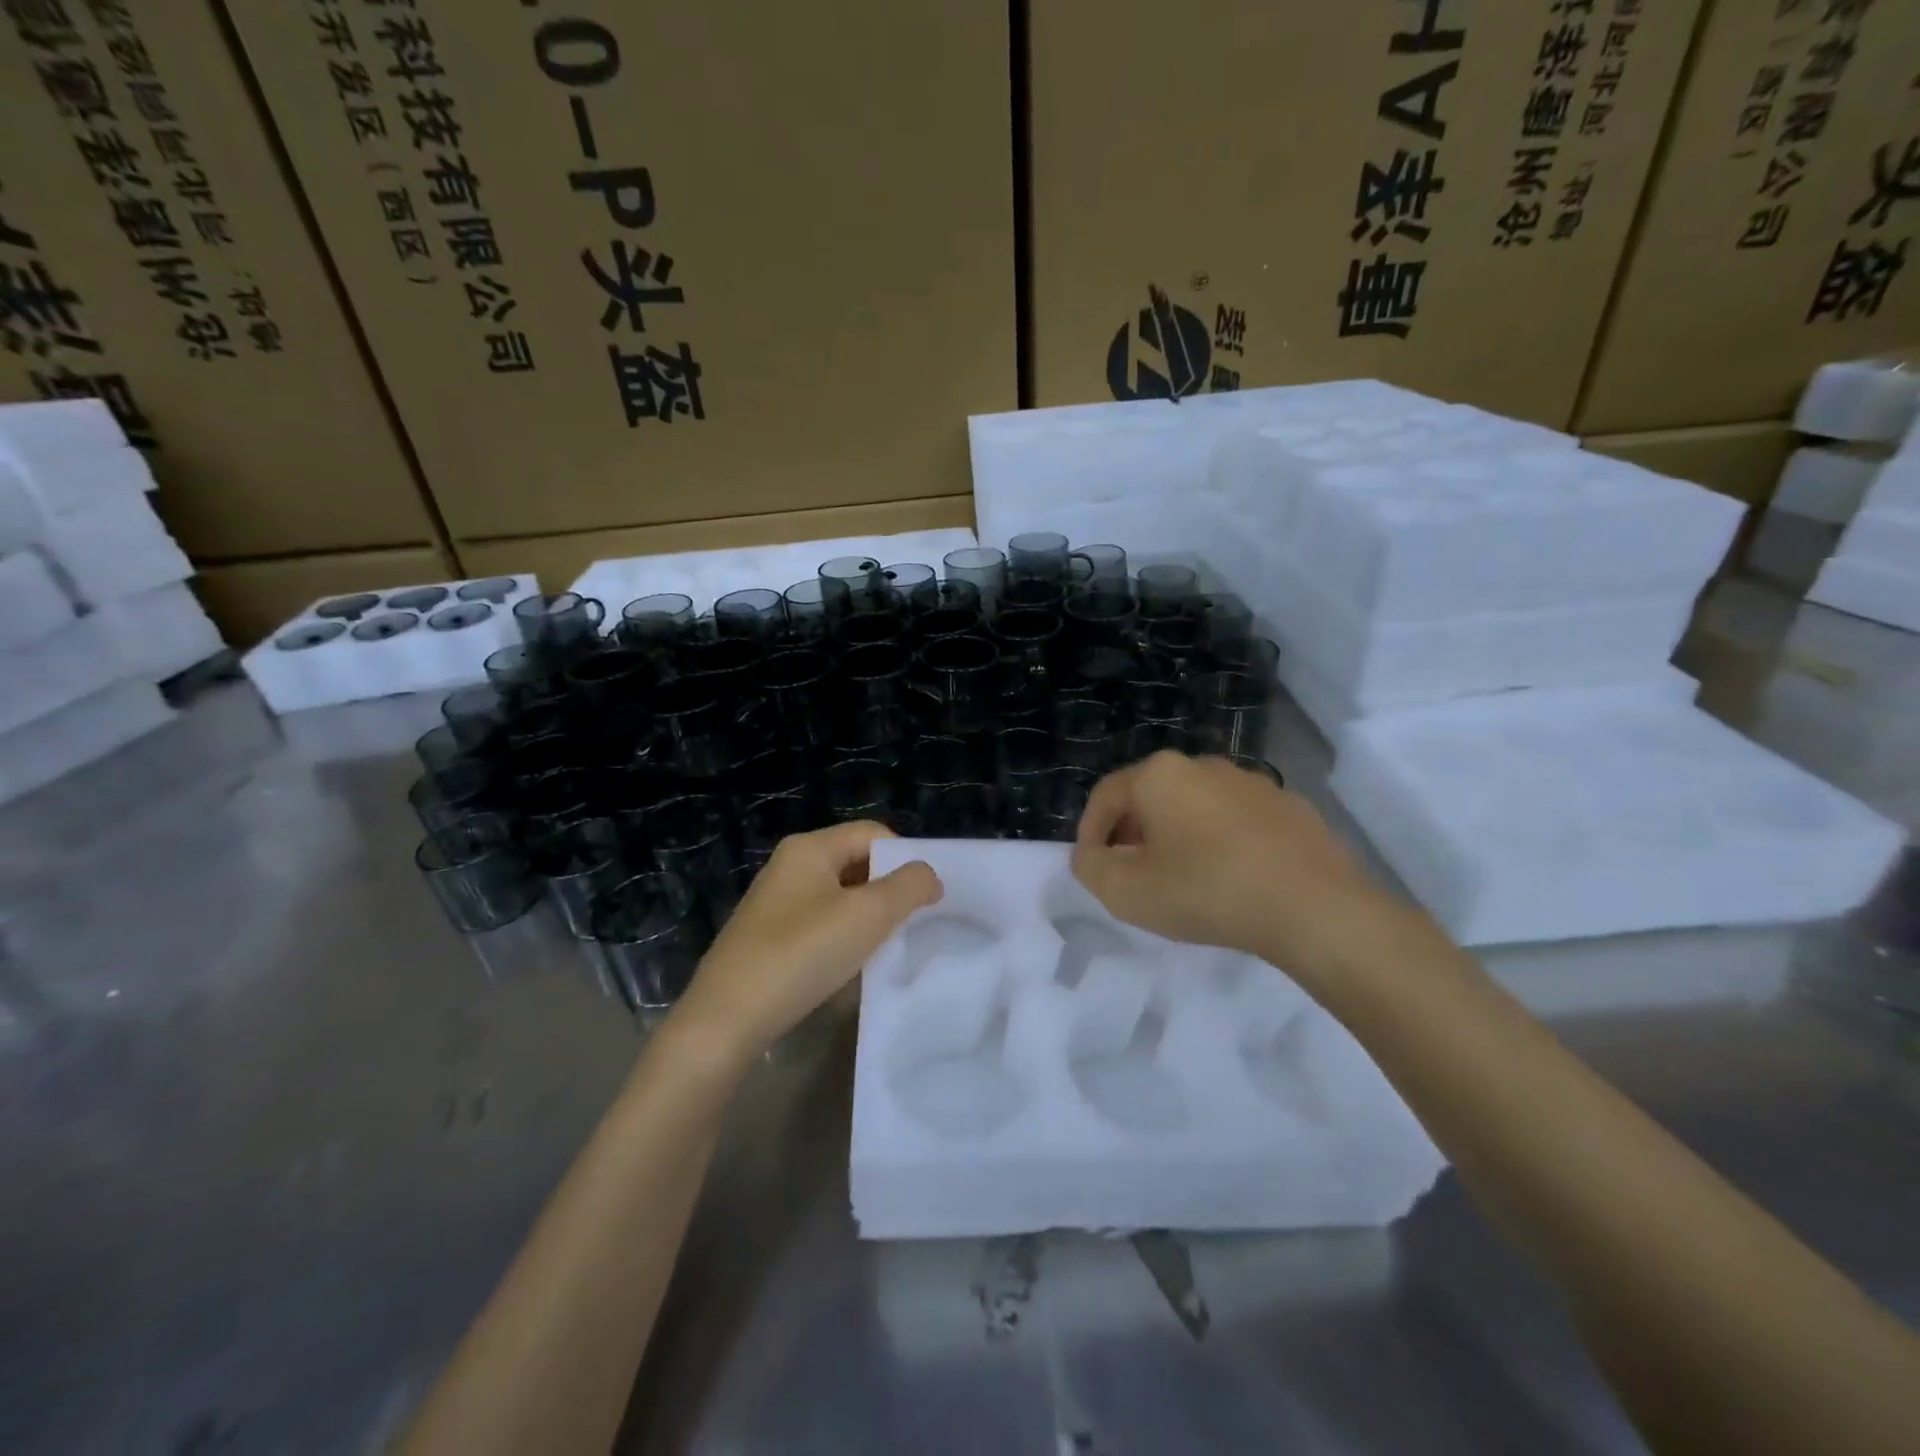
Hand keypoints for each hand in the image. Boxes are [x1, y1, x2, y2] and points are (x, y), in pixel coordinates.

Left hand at [670, 822, 941, 1063]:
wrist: (726, 1020)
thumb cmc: (801, 955)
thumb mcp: (868, 916)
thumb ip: (909, 887)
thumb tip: (928, 875)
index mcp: (809, 848)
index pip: (873, 832)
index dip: (906, 858)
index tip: (926, 897)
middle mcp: (789, 865)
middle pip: (856, 861)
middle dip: (888, 888)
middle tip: (911, 922)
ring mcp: (775, 901)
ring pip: (839, 894)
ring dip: (867, 915)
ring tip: (885, 946)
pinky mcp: (767, 935)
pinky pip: (819, 920)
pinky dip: (842, 934)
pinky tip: (848, 963)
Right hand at [1072, 752, 1401, 984]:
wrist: (1313, 906)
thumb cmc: (1206, 890)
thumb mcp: (1126, 891)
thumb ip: (1091, 868)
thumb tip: (1092, 855)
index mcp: (1159, 774)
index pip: (1105, 796)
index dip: (1088, 832)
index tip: (1091, 868)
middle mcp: (1203, 765)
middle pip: (1150, 796)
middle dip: (1131, 833)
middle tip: (1130, 873)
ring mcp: (1251, 782)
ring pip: (1194, 806)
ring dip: (1175, 836)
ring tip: (1179, 878)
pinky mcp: (1289, 806)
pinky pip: (1235, 820)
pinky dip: (1219, 842)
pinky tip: (1228, 878)